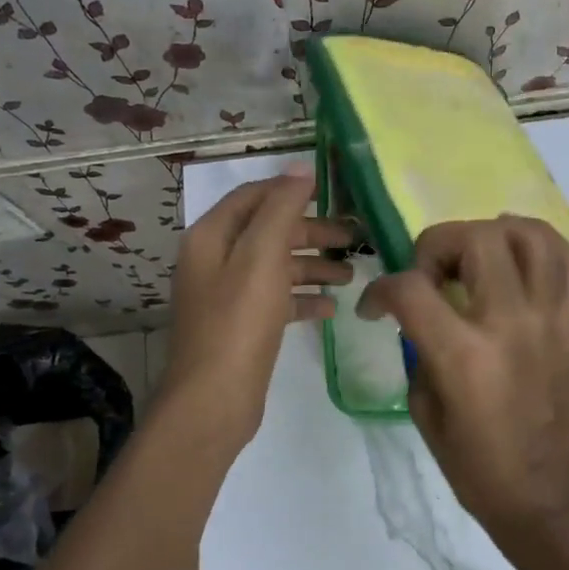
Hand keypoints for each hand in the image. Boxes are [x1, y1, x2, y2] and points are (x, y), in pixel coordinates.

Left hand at [160, 169, 352, 447]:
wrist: (213, 400)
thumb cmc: (238, 323)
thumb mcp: (261, 257)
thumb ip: (281, 209)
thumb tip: (300, 168)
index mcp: (212, 236)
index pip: (254, 196)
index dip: (291, 190)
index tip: (334, 193)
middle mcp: (216, 260)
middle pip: (269, 231)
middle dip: (312, 232)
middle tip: (355, 238)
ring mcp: (228, 294)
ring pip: (277, 267)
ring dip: (313, 266)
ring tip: (352, 275)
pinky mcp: (242, 325)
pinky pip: (277, 299)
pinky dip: (303, 298)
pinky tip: (332, 307)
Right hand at [359, 216, 568, 545]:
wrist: (547, 496)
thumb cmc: (476, 465)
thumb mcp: (425, 409)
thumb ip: (419, 348)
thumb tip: (418, 315)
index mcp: (464, 355)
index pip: (412, 287)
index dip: (381, 289)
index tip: (375, 307)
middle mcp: (510, 324)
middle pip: (475, 239)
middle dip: (437, 245)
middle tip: (430, 275)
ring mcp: (550, 319)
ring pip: (530, 236)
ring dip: (492, 232)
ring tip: (475, 255)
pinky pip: (568, 262)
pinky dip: (540, 244)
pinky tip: (517, 255)